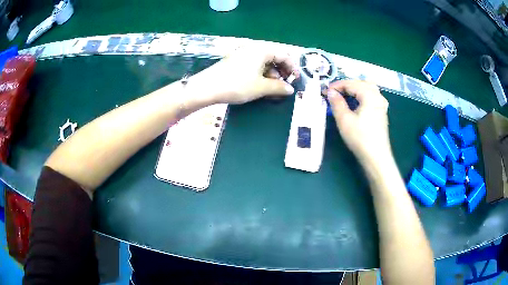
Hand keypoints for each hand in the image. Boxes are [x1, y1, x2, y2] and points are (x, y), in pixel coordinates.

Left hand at [190, 46, 296, 104]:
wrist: (207, 88)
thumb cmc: (237, 85)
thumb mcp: (261, 87)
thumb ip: (278, 87)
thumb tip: (290, 89)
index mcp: (262, 50)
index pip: (284, 55)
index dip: (292, 68)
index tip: (296, 80)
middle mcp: (253, 49)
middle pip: (274, 58)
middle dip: (281, 72)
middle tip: (283, 86)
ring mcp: (243, 54)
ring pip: (263, 63)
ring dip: (271, 75)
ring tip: (272, 90)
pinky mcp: (235, 62)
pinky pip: (253, 66)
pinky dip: (260, 75)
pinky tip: (260, 86)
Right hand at [326, 80, 390, 163]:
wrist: (376, 157)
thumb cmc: (360, 138)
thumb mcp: (344, 120)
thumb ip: (336, 102)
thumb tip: (330, 92)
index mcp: (369, 94)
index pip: (351, 83)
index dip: (336, 85)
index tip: (324, 91)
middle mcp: (378, 95)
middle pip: (360, 83)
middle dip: (345, 85)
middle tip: (333, 93)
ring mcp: (381, 104)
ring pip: (367, 88)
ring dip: (354, 89)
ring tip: (343, 95)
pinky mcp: (381, 112)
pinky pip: (371, 96)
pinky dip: (361, 95)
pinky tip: (355, 102)